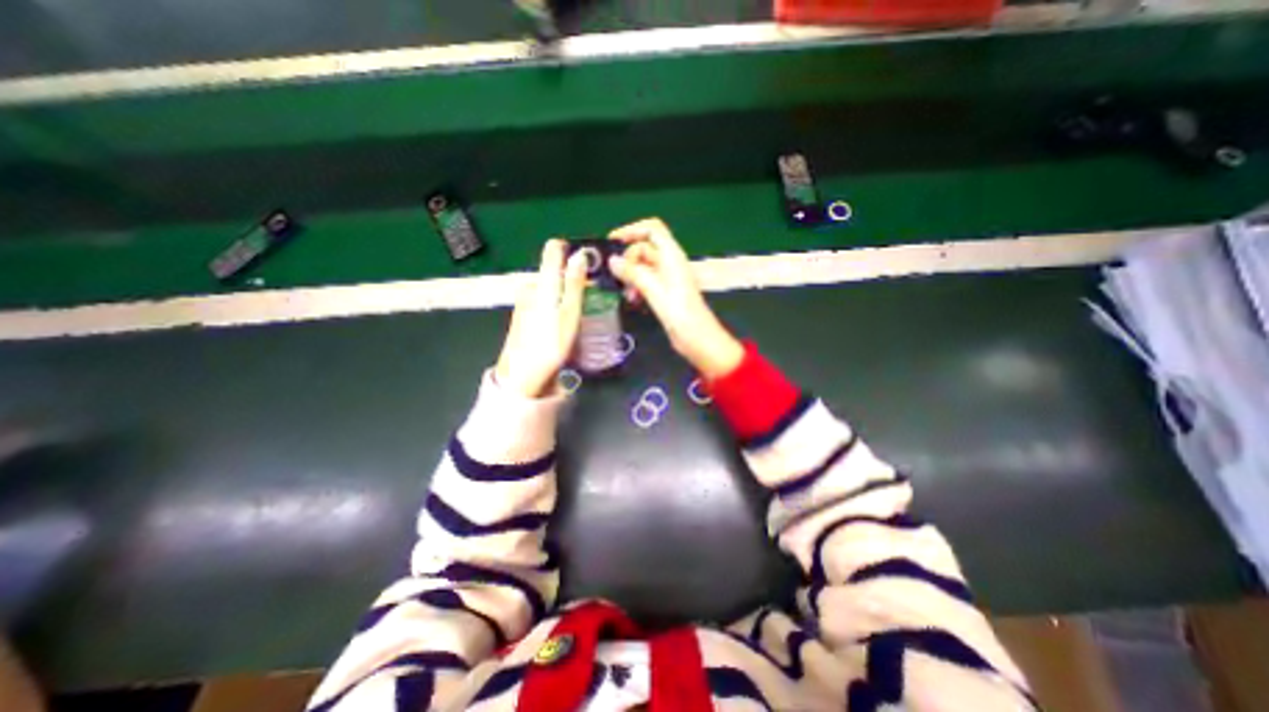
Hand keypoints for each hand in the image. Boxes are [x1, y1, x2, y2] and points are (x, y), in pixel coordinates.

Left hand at [499, 235, 593, 393]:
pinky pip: (544, 300)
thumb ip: (574, 284)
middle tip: (591, 297)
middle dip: (572, 279)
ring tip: (580, 313)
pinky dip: (556, 305)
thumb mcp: (569, 314)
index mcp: (543, 283)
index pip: (553, 250)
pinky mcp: (522, 314)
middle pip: (554, 272)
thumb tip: (580, 254)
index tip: (588, 261)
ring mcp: (524, 301)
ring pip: (550, 288)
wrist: (521, 376)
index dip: (571, 250)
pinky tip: (563, 322)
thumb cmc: (550, 345)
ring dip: (565, 295)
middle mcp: (530, 286)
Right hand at [606, 219, 744, 381]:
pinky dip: (637, 287)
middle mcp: (670, 262)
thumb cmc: (680, 313)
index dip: (632, 230)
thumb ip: (633, 273)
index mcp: (672, 255)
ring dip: (631, 276)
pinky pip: (646, 281)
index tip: (612, 241)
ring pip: (642, 267)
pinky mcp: (665, 292)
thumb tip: (612, 261)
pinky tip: (633, 300)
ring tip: (627, 294)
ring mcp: (667, 278)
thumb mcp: (654, 290)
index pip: (652, 229)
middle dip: (628, 260)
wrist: (698, 338)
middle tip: (617, 277)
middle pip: (644, 248)